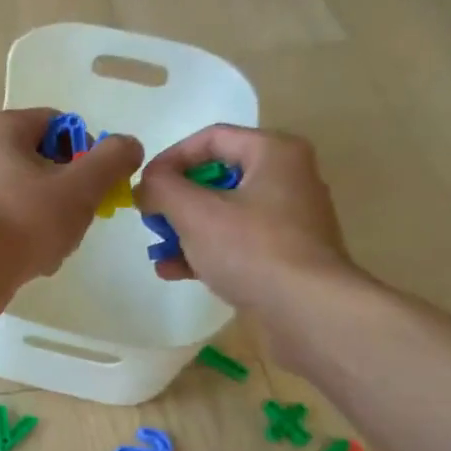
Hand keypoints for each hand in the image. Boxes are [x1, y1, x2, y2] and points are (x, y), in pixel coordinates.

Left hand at [0, 110, 144, 284]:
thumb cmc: (25, 220)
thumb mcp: (80, 186)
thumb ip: (112, 160)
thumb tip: (129, 145)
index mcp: (2, 128)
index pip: (61, 125)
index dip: (88, 151)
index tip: (97, 184)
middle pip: (47, 162)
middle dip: (71, 191)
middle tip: (80, 217)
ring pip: (31, 195)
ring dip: (54, 218)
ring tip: (58, 243)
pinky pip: (12, 221)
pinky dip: (30, 237)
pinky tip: (38, 259)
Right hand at [136, 126, 362, 318]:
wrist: (307, 312)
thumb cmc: (251, 249)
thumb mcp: (195, 212)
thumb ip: (162, 188)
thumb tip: (146, 185)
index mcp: (274, 153)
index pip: (211, 138)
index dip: (170, 158)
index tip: (143, 186)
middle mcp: (286, 179)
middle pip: (216, 178)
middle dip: (176, 200)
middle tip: (151, 220)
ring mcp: (287, 222)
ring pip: (223, 215)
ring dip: (185, 231)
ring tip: (158, 252)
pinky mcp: (283, 257)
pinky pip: (235, 244)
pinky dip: (205, 253)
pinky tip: (175, 272)